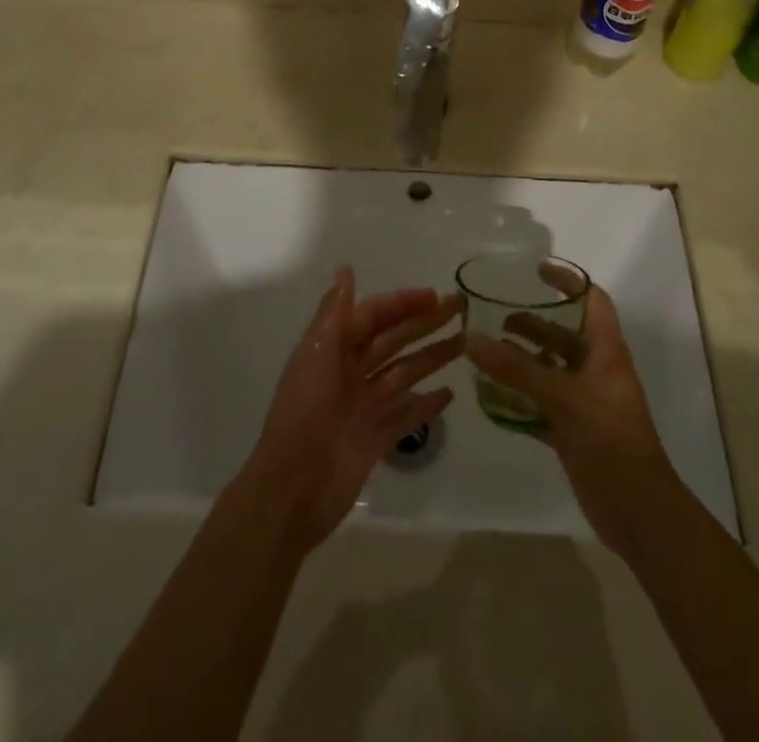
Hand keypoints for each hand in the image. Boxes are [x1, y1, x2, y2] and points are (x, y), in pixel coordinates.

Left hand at [243, 267, 462, 551]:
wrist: (293, 489)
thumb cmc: (304, 413)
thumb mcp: (315, 355)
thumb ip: (334, 313)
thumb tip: (346, 269)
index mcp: (334, 348)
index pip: (374, 316)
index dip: (402, 303)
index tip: (435, 295)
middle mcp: (351, 372)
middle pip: (394, 341)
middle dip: (424, 324)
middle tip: (462, 311)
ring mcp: (365, 406)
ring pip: (404, 373)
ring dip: (432, 357)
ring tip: (465, 344)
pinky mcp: (376, 438)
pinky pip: (406, 416)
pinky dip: (426, 404)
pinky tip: (450, 394)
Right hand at [464, 281, 679, 554]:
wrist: (639, 515)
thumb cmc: (610, 443)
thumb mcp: (563, 399)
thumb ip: (516, 369)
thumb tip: (471, 339)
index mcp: (606, 353)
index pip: (592, 301)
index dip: (568, 282)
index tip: (535, 271)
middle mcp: (596, 371)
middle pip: (563, 334)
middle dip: (532, 322)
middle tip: (495, 317)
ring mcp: (585, 402)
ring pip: (550, 368)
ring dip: (522, 358)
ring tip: (486, 352)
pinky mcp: (574, 430)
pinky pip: (541, 401)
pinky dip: (519, 395)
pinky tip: (492, 395)